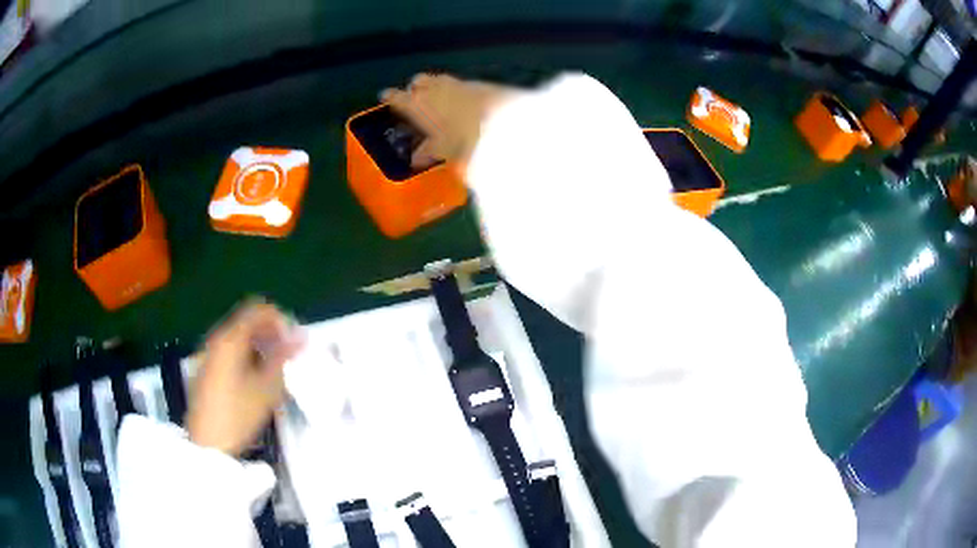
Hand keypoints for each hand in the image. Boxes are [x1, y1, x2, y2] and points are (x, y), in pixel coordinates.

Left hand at [187, 301, 304, 455]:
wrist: (208, 444)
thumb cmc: (238, 415)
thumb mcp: (266, 389)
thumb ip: (283, 358)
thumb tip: (301, 337)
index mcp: (230, 338)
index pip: (259, 310)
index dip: (280, 321)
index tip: (295, 342)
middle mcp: (216, 339)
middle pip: (247, 321)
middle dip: (271, 333)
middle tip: (289, 355)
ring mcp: (209, 353)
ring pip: (239, 336)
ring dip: (260, 345)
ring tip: (276, 368)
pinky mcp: (207, 368)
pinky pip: (231, 349)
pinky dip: (247, 354)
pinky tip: (257, 377)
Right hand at [380, 73, 516, 168]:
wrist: (501, 120)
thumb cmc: (462, 137)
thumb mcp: (441, 150)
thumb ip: (426, 153)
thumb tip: (415, 159)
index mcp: (416, 103)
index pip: (395, 97)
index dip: (389, 98)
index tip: (385, 98)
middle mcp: (433, 88)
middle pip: (418, 82)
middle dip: (415, 89)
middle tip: (416, 100)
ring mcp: (456, 82)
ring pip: (439, 80)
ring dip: (436, 87)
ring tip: (439, 101)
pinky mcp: (477, 84)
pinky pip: (460, 85)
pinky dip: (456, 92)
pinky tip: (463, 103)